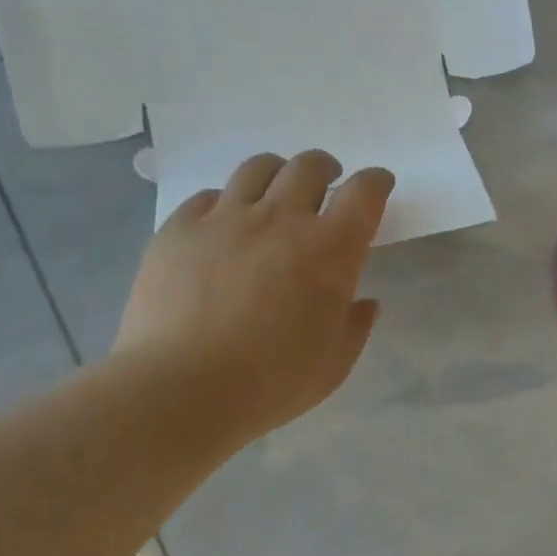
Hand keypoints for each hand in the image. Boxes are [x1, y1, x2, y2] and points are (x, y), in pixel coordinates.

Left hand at [114, 151, 393, 445]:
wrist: (181, 389)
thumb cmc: (271, 383)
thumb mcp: (333, 366)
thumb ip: (355, 327)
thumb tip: (365, 303)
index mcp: (329, 250)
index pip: (363, 193)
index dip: (375, 182)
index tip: (377, 186)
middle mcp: (280, 219)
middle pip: (309, 166)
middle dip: (325, 170)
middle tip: (325, 186)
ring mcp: (225, 219)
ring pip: (257, 169)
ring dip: (276, 174)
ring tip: (273, 195)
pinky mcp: (179, 229)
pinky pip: (207, 197)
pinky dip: (224, 204)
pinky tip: (222, 226)